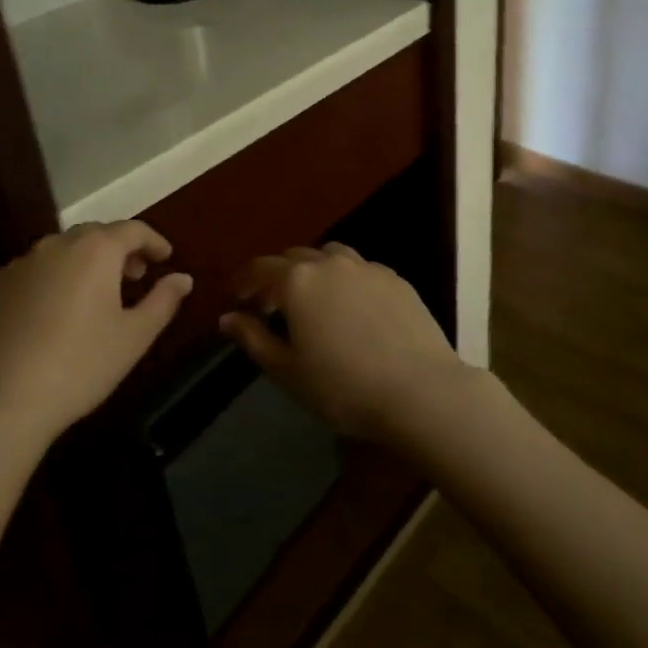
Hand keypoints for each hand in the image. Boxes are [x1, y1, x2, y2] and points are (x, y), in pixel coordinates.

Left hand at [0, 221, 191, 450]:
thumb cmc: (78, 367)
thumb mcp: (134, 337)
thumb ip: (163, 301)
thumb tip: (183, 278)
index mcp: (95, 251)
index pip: (132, 229)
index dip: (153, 240)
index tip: (165, 257)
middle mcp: (54, 247)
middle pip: (94, 235)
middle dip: (118, 250)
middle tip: (133, 276)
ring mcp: (16, 266)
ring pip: (58, 253)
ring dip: (82, 265)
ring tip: (93, 297)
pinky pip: (29, 275)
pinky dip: (48, 283)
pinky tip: (49, 318)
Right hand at [219, 243, 473, 447]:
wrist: (419, 390)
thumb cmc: (342, 387)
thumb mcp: (286, 371)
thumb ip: (253, 338)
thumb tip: (227, 317)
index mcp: (298, 280)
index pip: (260, 268)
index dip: (244, 280)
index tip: (237, 296)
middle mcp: (331, 262)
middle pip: (294, 258)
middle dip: (277, 276)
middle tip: (270, 305)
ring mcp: (367, 267)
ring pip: (330, 257)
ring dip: (313, 271)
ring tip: (312, 301)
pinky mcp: (395, 279)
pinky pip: (360, 269)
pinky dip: (344, 280)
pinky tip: (351, 309)